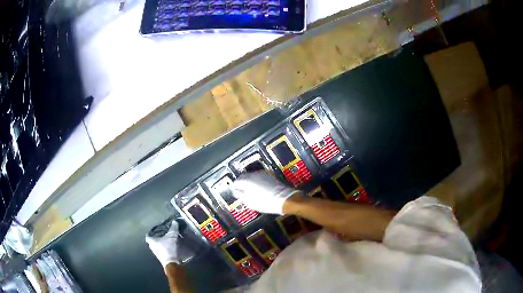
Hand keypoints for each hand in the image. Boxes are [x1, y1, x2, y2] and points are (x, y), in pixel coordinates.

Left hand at [146, 220, 179, 266]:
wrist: (172, 263)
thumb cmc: (169, 248)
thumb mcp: (172, 236)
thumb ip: (173, 228)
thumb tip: (174, 221)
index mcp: (152, 241)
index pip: (148, 236)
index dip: (150, 233)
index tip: (154, 231)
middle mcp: (152, 248)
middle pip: (152, 242)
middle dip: (157, 239)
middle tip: (162, 235)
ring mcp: (157, 254)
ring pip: (157, 247)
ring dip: (161, 245)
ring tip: (167, 241)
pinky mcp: (162, 259)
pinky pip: (162, 252)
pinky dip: (165, 249)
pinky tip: (171, 248)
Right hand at [231, 171, 299, 213]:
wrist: (285, 199)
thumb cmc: (266, 202)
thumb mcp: (250, 202)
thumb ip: (241, 196)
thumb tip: (237, 192)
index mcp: (247, 181)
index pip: (236, 182)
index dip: (234, 187)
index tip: (234, 192)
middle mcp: (254, 174)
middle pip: (244, 177)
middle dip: (241, 183)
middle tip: (241, 191)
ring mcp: (263, 174)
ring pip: (252, 176)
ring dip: (249, 182)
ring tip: (250, 190)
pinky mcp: (270, 175)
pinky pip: (259, 177)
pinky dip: (257, 181)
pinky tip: (258, 188)